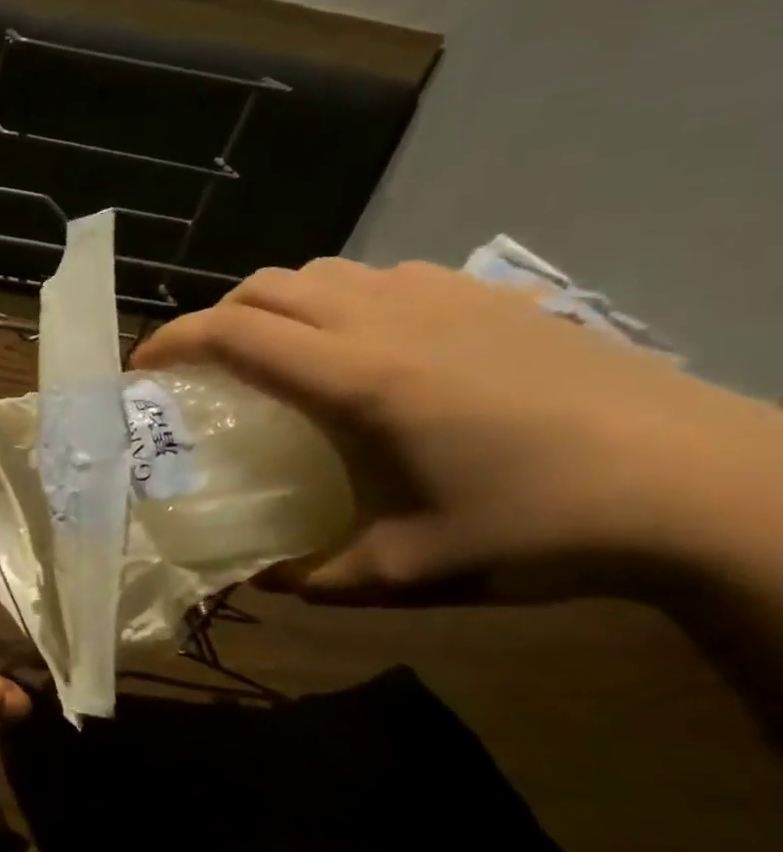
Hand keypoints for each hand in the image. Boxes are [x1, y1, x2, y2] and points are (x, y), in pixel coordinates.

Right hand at [131, 258, 782, 603]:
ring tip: (277, 353)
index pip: (232, 333)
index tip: (142, 367)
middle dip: (215, 317)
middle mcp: (387, 321)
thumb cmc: (541, 528)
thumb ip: (315, 577)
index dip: (172, 340)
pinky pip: (385, 275)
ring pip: (323, 271)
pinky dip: (343, 297)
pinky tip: (366, 342)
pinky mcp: (492, 297)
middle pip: (266, 286)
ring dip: (277, 304)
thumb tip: (262, 579)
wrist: (710, 488)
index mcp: (356, 379)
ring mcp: (444, 299)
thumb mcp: (406, 573)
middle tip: (206, 368)